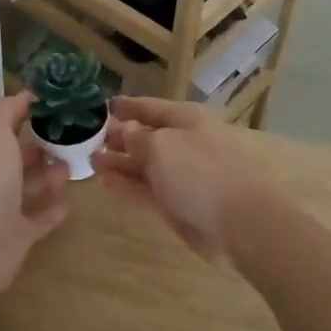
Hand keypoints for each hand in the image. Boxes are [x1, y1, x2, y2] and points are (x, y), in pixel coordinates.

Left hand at [0, 90, 70, 303]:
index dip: (29, 114)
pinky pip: (41, 219)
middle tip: (74, 137)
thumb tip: (27, 95)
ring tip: (73, 165)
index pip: (7, 126)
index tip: (60, 107)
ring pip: (31, 187)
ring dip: (50, 175)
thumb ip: (7, 109)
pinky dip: (54, 209)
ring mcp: (6, 209)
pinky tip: (71, 201)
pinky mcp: (20, 236)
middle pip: (20, 157)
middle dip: (42, 146)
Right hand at [94, 96, 279, 266]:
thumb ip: (139, 138)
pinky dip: (128, 186)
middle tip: (88, 140)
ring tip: (91, 161)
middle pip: (148, 137)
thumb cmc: (201, 174)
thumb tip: (127, 130)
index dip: (127, 106)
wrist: (243, 224)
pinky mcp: (180, 205)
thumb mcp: (163, 147)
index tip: (102, 106)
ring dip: (120, 163)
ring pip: (146, 166)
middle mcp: (185, 144)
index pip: (151, 107)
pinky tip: (106, 183)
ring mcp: (184, 177)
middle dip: (120, 137)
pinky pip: (148, 190)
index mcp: (187, 120)